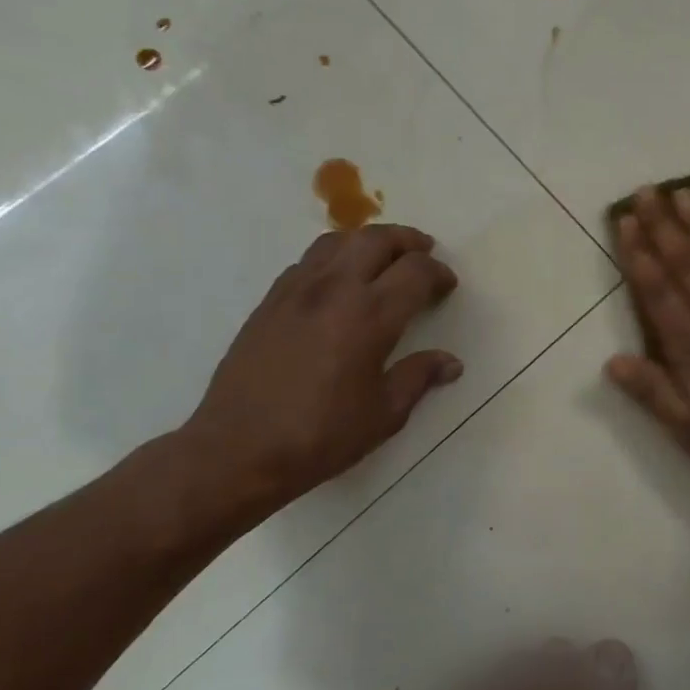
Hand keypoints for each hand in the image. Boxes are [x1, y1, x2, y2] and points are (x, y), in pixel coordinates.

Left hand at [180, 224, 461, 511]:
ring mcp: (296, 291)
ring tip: (383, 258)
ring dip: (368, 242)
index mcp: (370, 317)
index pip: (415, 272)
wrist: (238, 450)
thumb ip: (419, 378)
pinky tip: (340, 283)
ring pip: (338, 241)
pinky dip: (335, 258)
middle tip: (424, 254)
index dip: (438, 273)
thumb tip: (450, 362)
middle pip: (376, 240)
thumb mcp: (384, 414)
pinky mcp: (270, 301)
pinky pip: (308, 261)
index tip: (448, 286)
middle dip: (407, 241)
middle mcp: (334, 290)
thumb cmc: (321, 437)